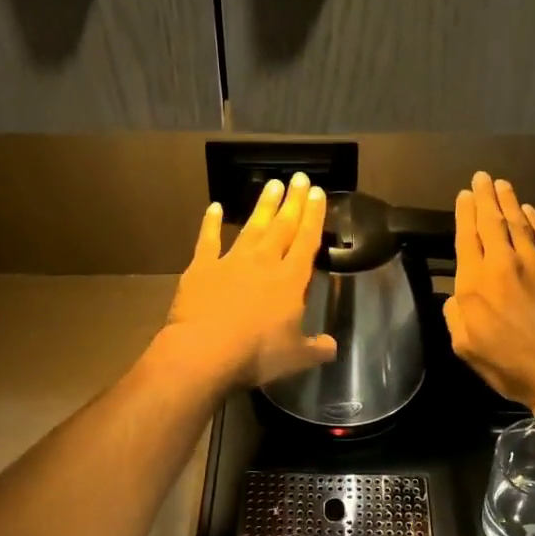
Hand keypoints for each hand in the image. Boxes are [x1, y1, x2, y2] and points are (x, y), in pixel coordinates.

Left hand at [156, 173, 336, 390]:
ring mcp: (231, 261)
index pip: (307, 241)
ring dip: (263, 206)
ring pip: (252, 227)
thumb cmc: (257, 354)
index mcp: (290, 280)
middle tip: (300, 178)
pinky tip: (215, 207)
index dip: (314, 216)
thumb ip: (316, 348)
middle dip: (293, 201)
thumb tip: (332, 347)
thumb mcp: (296, 357)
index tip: (319, 193)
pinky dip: (211, 223)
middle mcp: (264, 262)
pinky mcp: (202, 268)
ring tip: (272, 184)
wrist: (205, 350)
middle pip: (282, 226)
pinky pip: (208, 240)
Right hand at [444, 171, 534, 409]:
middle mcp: (502, 264)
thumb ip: (455, 316)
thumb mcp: (466, 347)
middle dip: (485, 197)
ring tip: (502, 185)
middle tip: (481, 177)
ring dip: (509, 202)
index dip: (464, 214)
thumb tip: (456, 296)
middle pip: (491, 222)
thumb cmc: (510, 365)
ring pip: (518, 223)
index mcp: (474, 284)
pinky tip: (529, 211)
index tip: (464, 195)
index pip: (466, 238)